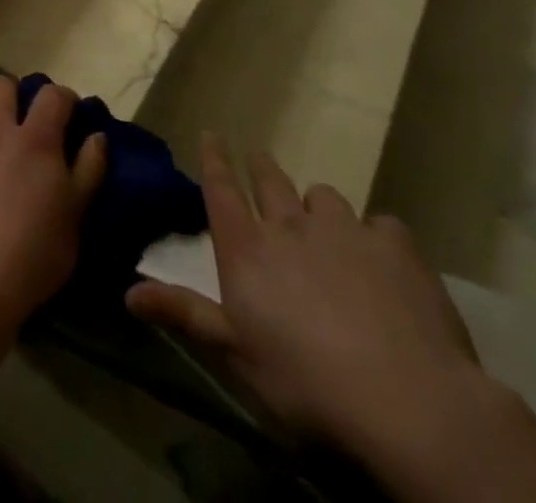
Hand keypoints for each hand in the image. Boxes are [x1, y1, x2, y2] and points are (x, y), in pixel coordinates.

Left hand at [0, 78, 106, 326]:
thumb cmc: (37, 253)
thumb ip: (89, 170)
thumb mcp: (76, 216)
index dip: (62, 97)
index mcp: (35, 140)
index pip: (52, 95)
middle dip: (11, 94)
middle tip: (17, 119)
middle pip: (0, 85)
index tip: (67, 111)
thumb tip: (97, 135)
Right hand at [126, 136, 484, 457]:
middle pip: (269, 180)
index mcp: (247, 249)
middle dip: (260, 167)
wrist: (409, 402)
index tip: (211, 133)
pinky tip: (383, 259)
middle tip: (259, 162)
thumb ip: (185, 314)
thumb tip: (126, 291)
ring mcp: (344, 230)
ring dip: (317, 205)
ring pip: (323, 196)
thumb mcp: (237, 354)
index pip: (221, 188)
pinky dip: (376, 236)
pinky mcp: (395, 246)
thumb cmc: (307, 382)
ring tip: (324, 224)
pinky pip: (381, 224)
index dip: (214, 158)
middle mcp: (289, 225)